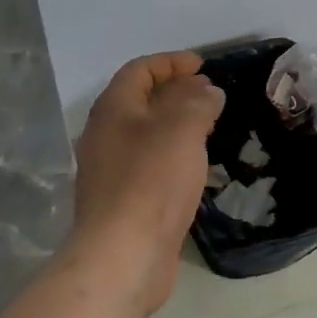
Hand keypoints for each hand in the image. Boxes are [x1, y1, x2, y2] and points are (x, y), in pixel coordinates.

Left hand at [70, 51, 225, 317]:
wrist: (123, 255)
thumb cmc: (151, 181)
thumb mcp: (182, 129)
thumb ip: (198, 102)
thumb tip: (207, 91)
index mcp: (113, 109)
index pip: (140, 70)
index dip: (171, 62)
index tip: (202, 65)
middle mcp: (105, 135)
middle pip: (141, 101)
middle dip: (176, 92)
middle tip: (211, 95)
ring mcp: (111, 171)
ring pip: (146, 134)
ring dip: (176, 124)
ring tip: (210, 127)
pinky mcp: (122, 201)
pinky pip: (149, 164)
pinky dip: (173, 154)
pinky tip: (195, 167)